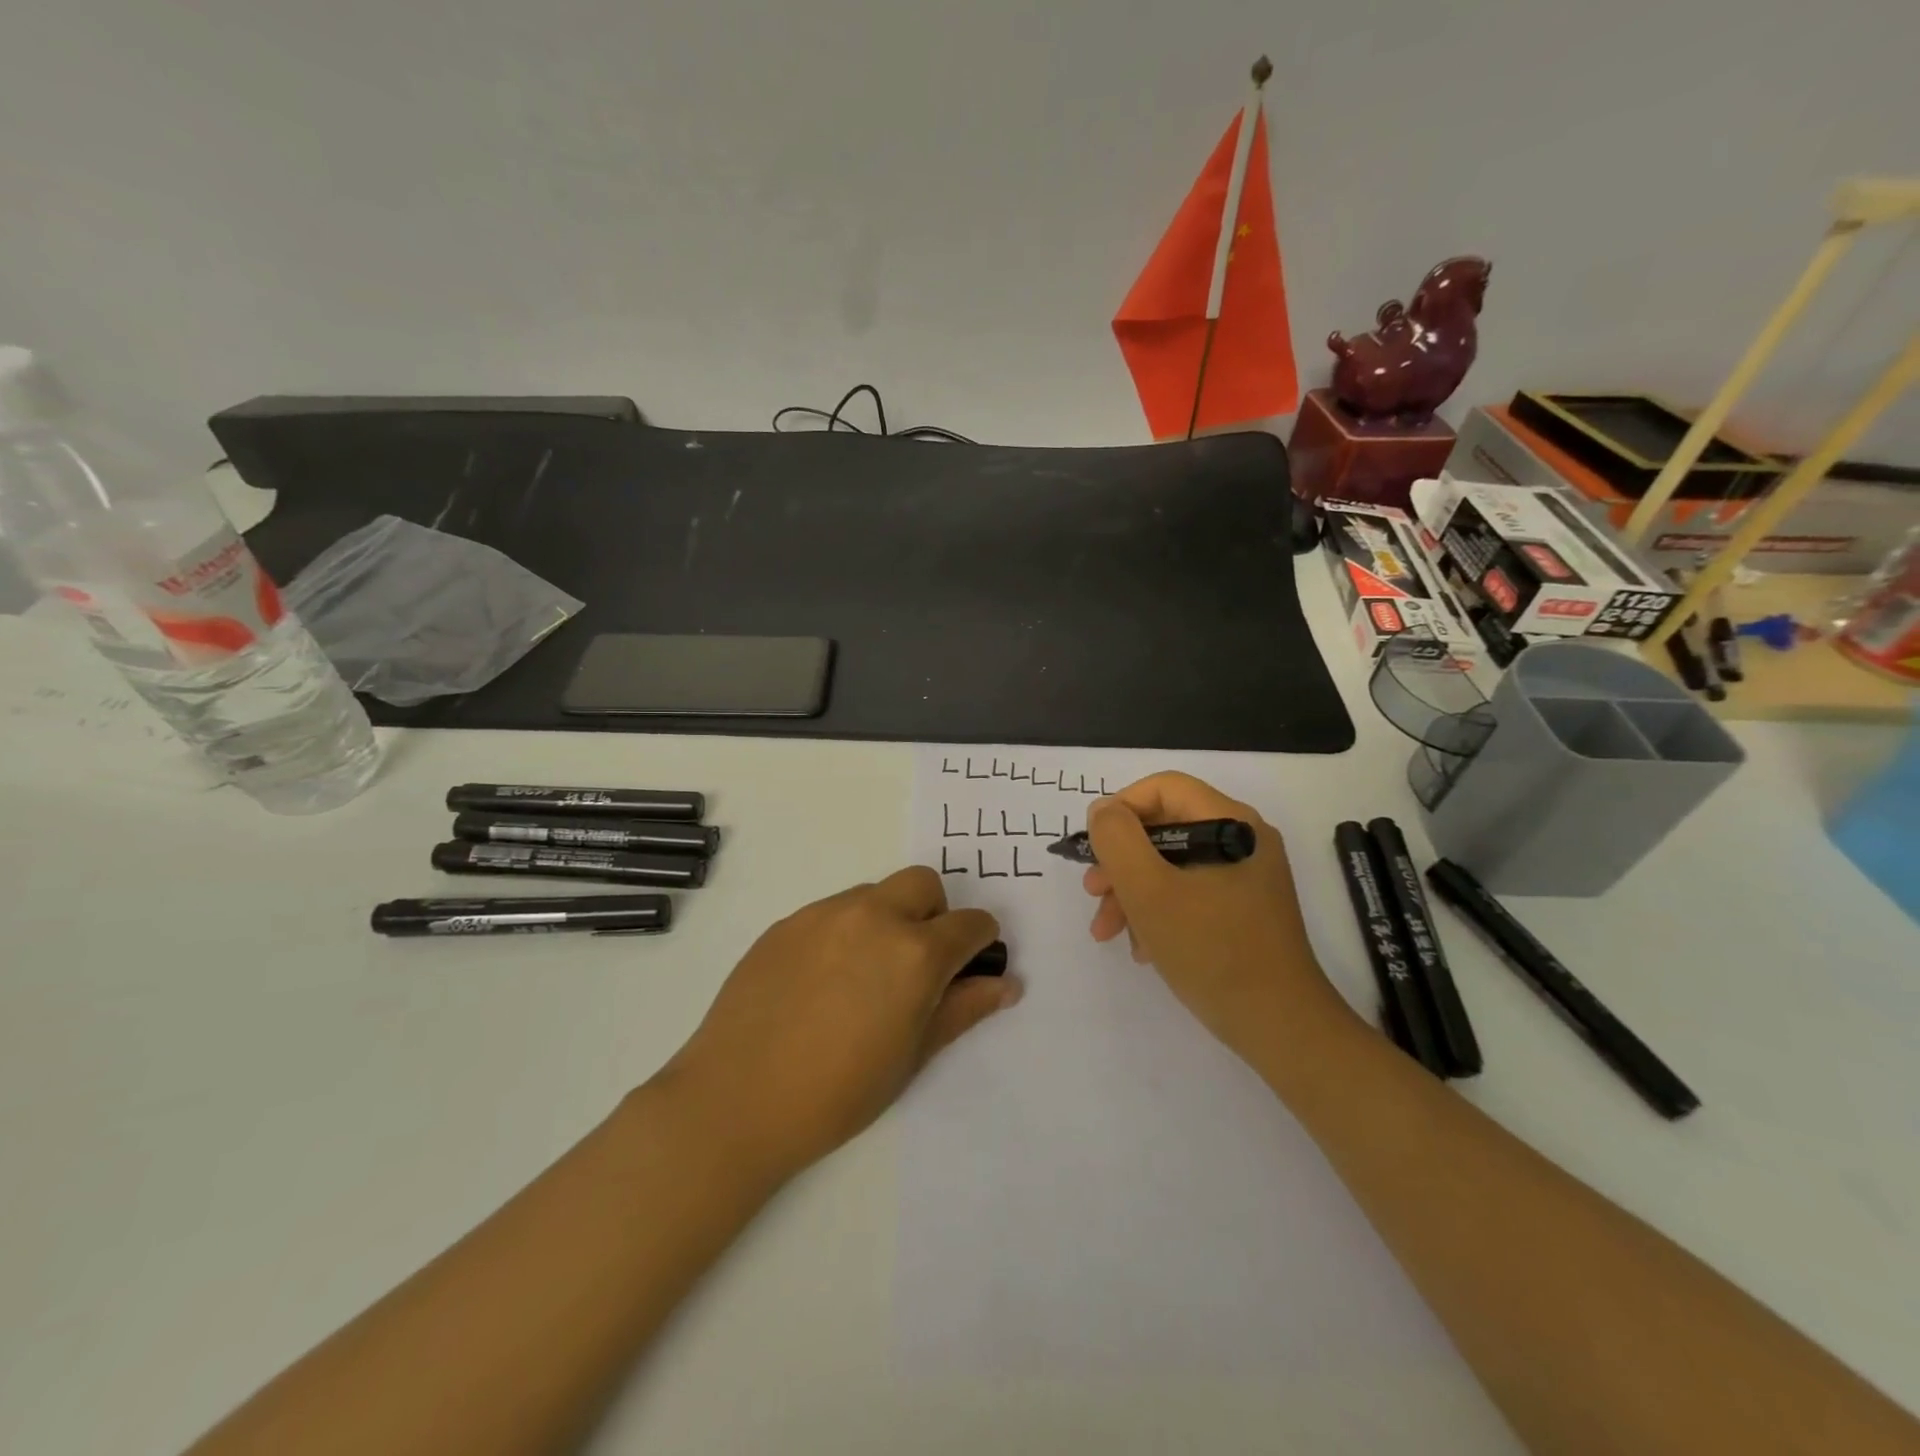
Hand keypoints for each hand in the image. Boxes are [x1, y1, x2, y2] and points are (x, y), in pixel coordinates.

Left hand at [659, 868, 1019, 1184]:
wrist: (736, 1100)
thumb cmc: (838, 1092)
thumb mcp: (912, 1056)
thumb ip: (963, 1010)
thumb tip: (1006, 984)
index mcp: (915, 952)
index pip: (970, 923)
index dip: (979, 943)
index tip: (970, 966)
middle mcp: (873, 916)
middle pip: (923, 884)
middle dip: (935, 913)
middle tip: (917, 964)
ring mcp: (824, 914)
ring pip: (875, 894)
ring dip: (887, 919)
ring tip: (863, 976)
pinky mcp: (786, 922)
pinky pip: (832, 911)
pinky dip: (845, 931)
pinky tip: (822, 981)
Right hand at [1083, 772, 1350, 1069]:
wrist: (1280, 1028)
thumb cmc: (1211, 951)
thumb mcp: (1150, 890)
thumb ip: (1118, 840)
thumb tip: (1103, 810)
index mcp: (1230, 823)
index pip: (1163, 788)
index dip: (1120, 809)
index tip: (1093, 848)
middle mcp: (1242, 840)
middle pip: (1164, 827)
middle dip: (1120, 860)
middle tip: (1093, 892)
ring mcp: (1245, 876)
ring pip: (1171, 864)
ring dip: (1132, 892)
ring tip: (1107, 931)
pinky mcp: (1243, 908)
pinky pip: (1188, 892)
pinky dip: (1158, 911)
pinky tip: (1142, 947)